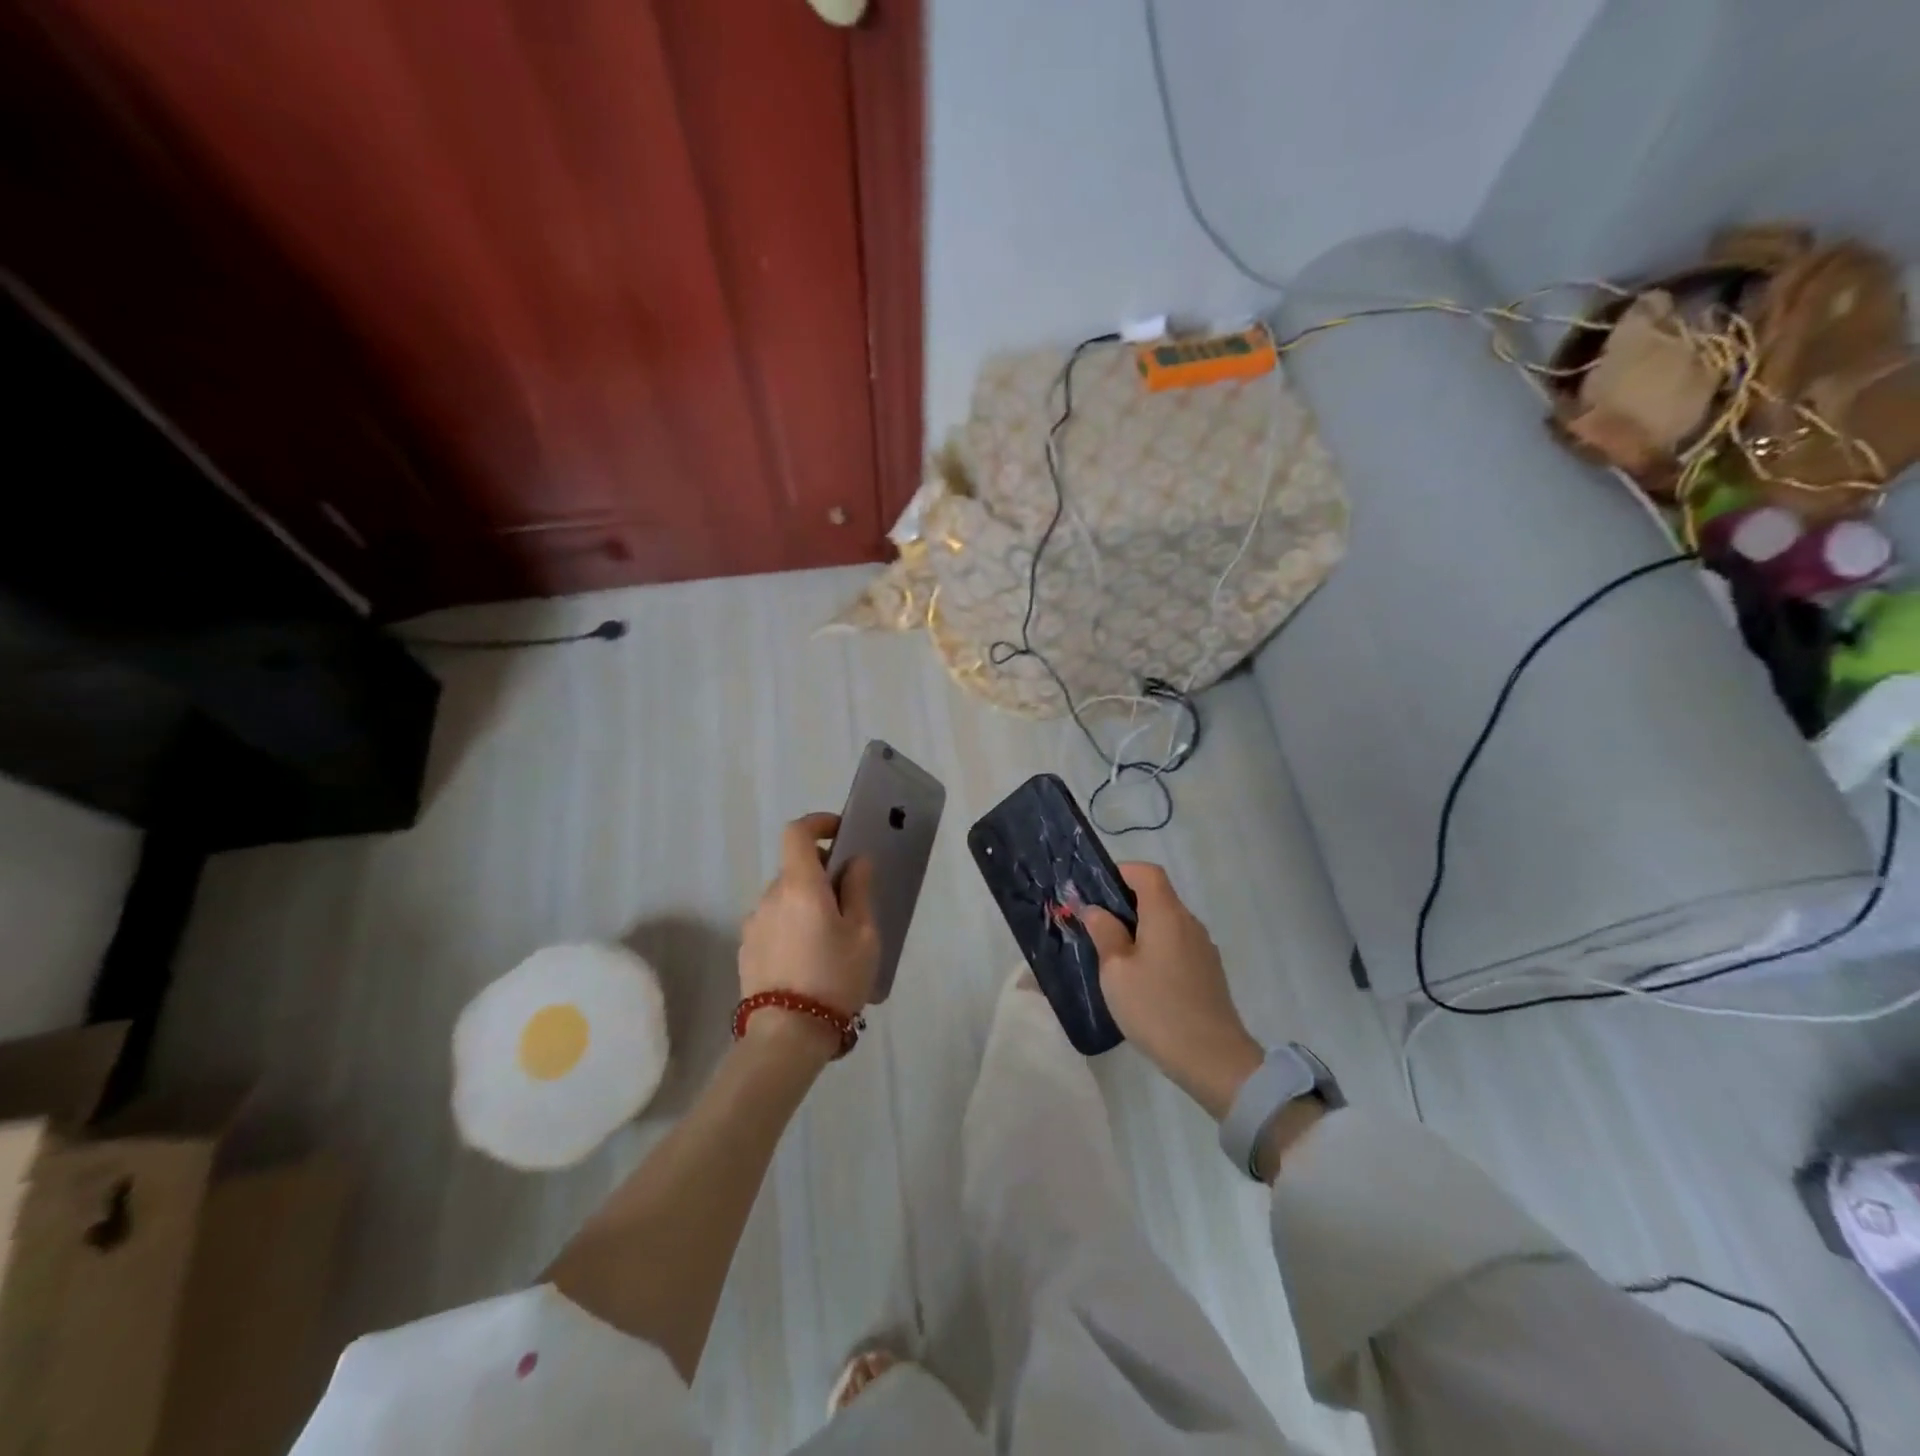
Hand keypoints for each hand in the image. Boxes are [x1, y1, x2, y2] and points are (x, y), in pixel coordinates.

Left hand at [739, 813, 879, 1030]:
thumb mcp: (863, 934)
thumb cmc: (835, 978)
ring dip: (806, 903)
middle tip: (849, 902)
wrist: (787, 1036)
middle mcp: (770, 896)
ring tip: (830, 939)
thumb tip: (855, 861)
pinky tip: (808, 959)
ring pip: (784, 898)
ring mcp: (753, 924)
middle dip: (821, 874)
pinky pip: (773, 923)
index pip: (797, 833)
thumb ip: (859, 890)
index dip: (818, 824)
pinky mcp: (746, 949)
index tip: (840, 833)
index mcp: (800, 886)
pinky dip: (791, 925)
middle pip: (795, 869)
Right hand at [1082, 864, 1263, 1120]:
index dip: (1120, 872)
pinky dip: (1155, 947)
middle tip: (1095, 925)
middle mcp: (1189, 923)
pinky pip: (1177, 944)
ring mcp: (1203, 948)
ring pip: (1166, 922)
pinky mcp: (1208, 971)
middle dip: (1124, 903)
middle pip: (1157, 896)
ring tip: (1113, 955)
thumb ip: (1105, 933)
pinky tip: (1141, 979)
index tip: (1094, 891)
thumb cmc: (1157, 1009)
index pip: (1146, 872)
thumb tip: (1096, 910)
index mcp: (1166, 914)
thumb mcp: (1116, 971)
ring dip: (1140, 928)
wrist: (1213, 1060)